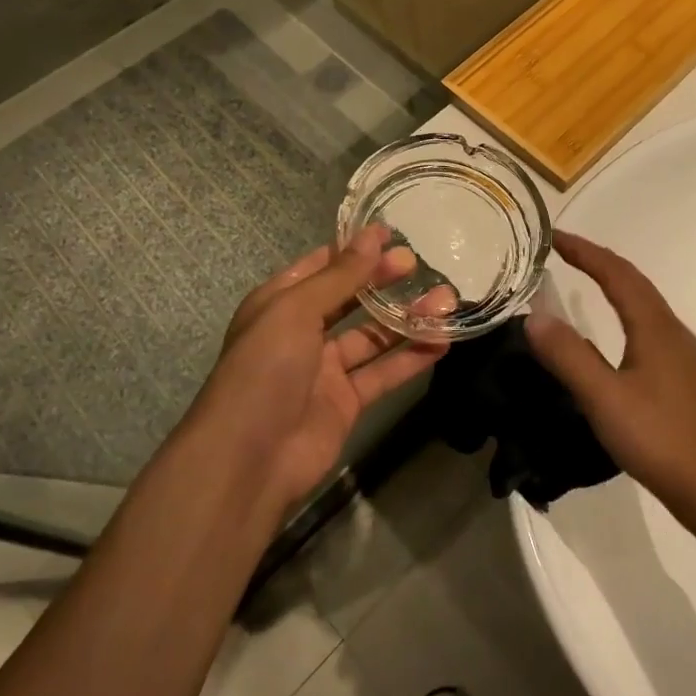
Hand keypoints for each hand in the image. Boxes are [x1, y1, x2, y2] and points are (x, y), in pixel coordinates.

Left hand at [191, 225, 454, 518]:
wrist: (249, 461)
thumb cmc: (264, 370)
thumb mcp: (296, 311)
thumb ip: (340, 276)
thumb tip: (374, 235)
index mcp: (280, 302)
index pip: (322, 266)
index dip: (355, 249)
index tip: (392, 234)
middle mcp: (302, 331)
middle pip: (351, 298)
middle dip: (384, 280)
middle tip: (420, 264)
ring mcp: (326, 369)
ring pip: (373, 335)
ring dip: (407, 318)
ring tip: (447, 299)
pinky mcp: (347, 401)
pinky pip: (384, 372)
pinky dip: (412, 357)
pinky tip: (443, 340)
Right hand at [525, 232, 695, 524]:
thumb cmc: (663, 440)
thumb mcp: (605, 399)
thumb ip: (568, 356)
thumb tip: (533, 316)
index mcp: (655, 327)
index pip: (617, 273)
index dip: (585, 252)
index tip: (554, 238)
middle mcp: (673, 332)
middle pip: (635, 284)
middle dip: (599, 263)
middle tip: (565, 253)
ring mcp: (684, 358)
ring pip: (645, 307)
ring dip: (614, 288)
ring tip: (584, 284)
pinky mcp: (687, 382)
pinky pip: (650, 331)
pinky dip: (625, 317)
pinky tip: (615, 343)